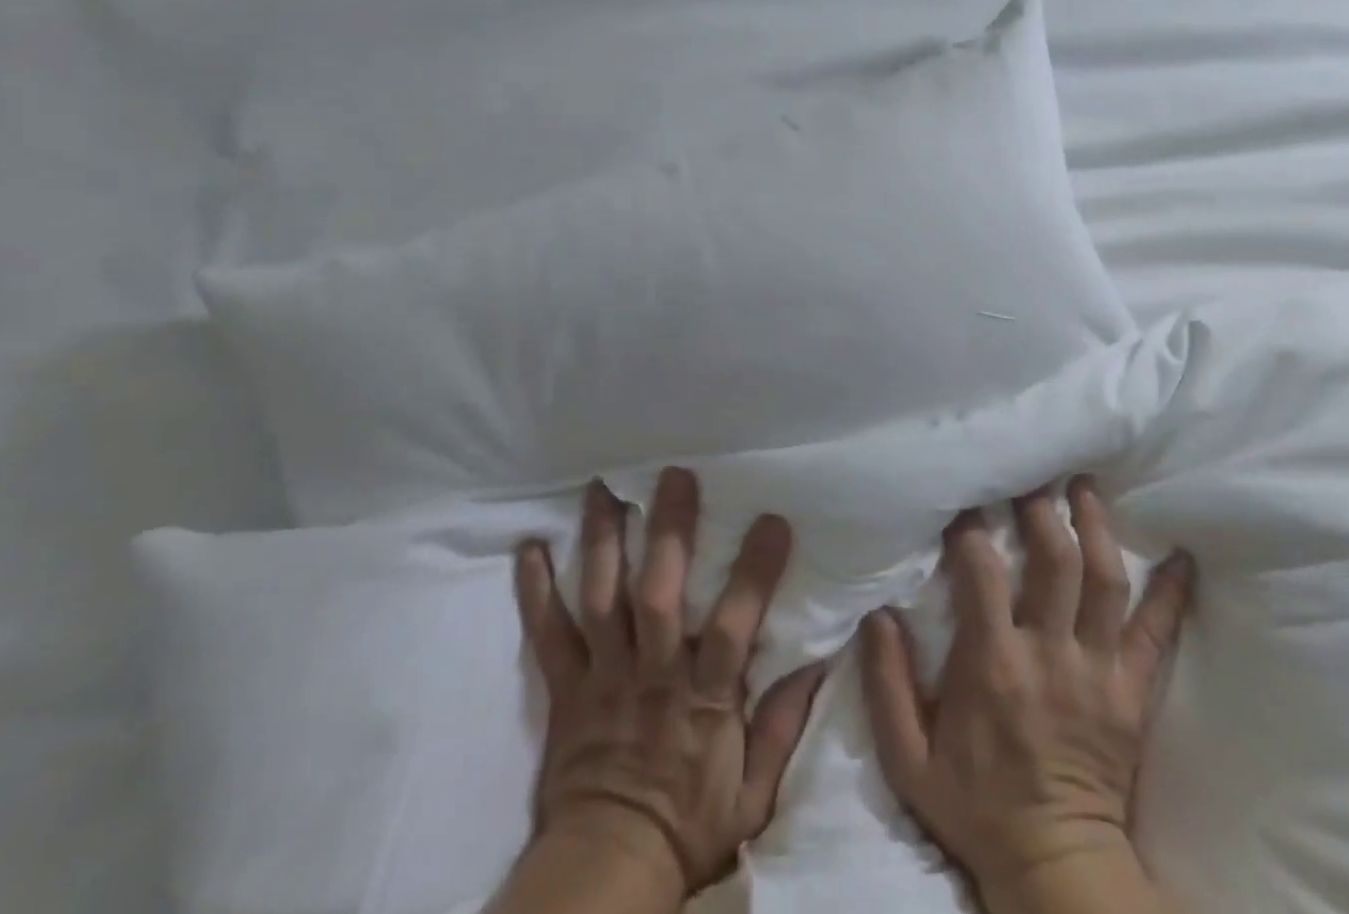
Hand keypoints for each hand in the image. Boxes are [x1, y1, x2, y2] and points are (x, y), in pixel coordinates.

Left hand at [513, 471, 825, 901]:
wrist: (606, 872)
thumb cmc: (689, 825)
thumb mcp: (754, 792)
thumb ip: (783, 725)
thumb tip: (819, 661)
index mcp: (703, 696)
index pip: (733, 624)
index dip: (753, 571)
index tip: (772, 520)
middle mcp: (652, 673)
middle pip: (658, 593)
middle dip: (668, 531)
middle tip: (674, 475)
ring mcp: (603, 676)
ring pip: (602, 597)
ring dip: (602, 540)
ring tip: (603, 487)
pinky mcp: (565, 688)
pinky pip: (547, 634)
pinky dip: (536, 591)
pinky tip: (529, 548)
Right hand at [860, 477, 1193, 902]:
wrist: (1055, 868)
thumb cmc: (976, 806)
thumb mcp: (909, 758)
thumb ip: (887, 682)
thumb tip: (877, 612)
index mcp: (993, 663)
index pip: (982, 571)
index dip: (972, 528)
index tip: (965, 502)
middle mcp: (1050, 654)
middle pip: (1054, 561)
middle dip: (1042, 509)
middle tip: (1032, 475)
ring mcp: (1098, 671)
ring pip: (1105, 581)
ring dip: (1096, 527)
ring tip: (1086, 488)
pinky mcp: (1133, 693)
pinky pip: (1158, 635)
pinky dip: (1171, 593)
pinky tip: (1182, 558)